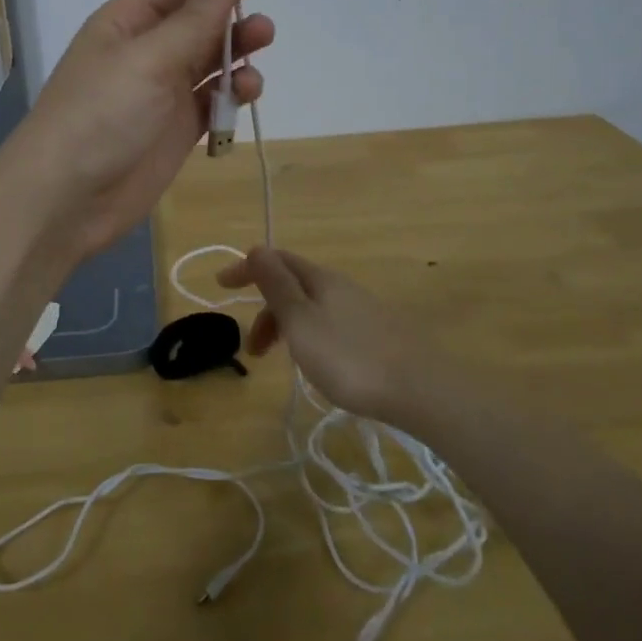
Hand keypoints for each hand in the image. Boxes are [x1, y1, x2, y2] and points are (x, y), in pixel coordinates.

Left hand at [7, 0, 287, 261]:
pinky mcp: (178, 126)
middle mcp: (147, 47)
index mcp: (128, 19)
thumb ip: (193, 20)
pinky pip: (215, 96)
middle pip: (201, 6)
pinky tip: (246, 90)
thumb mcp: (147, 59)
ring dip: (239, 40)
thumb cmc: (99, 117)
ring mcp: (164, 88)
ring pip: (212, 52)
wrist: (66, 200)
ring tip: (264, 35)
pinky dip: (234, 90)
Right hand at [215, 247, 440, 422]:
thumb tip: (256, 248)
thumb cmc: (350, 358)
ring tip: (284, 362)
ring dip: (287, 326)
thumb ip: (278, 286)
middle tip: (253, 349)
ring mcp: (363, 310)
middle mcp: (342, 287)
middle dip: (266, 309)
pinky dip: (310, 336)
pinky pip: (331, 324)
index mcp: (321, 280)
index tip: (220, 285)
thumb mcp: (302, 322)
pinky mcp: (378, 335)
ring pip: (313, 307)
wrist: (421, 391)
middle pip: (294, 285)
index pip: (277, 260)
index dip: (247, 268)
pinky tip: (319, 363)